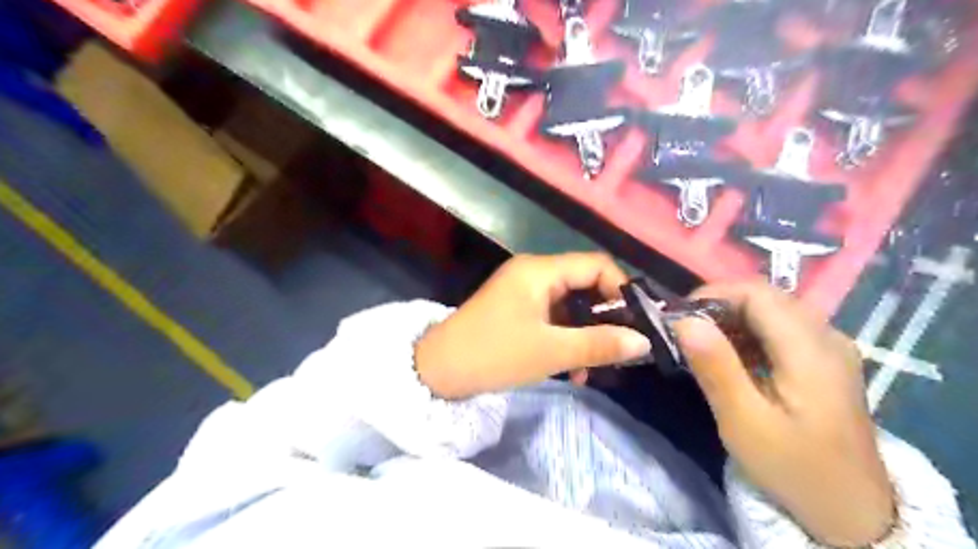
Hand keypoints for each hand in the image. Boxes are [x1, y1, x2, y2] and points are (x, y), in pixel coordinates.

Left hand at [411, 253, 646, 399]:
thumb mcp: (550, 351)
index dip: (620, 289)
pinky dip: (566, 338)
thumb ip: (599, 344)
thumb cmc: (494, 354)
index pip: (595, 264)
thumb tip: (643, 341)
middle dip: (605, 317)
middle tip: (622, 347)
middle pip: (583, 284)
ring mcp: (523, 292)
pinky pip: (552, 317)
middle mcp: (533, 273)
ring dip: (585, 334)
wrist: (438, 371)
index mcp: (539, 270)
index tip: (636, 321)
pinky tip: (574, 369)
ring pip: (569, 305)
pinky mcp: (516, 310)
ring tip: (596, 367)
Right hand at [672, 286, 891, 546]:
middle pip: (765, 296)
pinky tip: (732, 358)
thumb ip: (715, 367)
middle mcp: (827, 336)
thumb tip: (683, 320)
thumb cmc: (793, 467)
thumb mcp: (744, 422)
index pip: (757, 293)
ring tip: (701, 344)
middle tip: (684, 331)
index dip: (712, 294)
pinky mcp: (825, 360)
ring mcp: (831, 347)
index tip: (678, 316)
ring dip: (731, 318)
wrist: (851, 512)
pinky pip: (781, 328)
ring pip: (772, 309)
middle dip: (718, 305)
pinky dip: (748, 332)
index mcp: (811, 349)